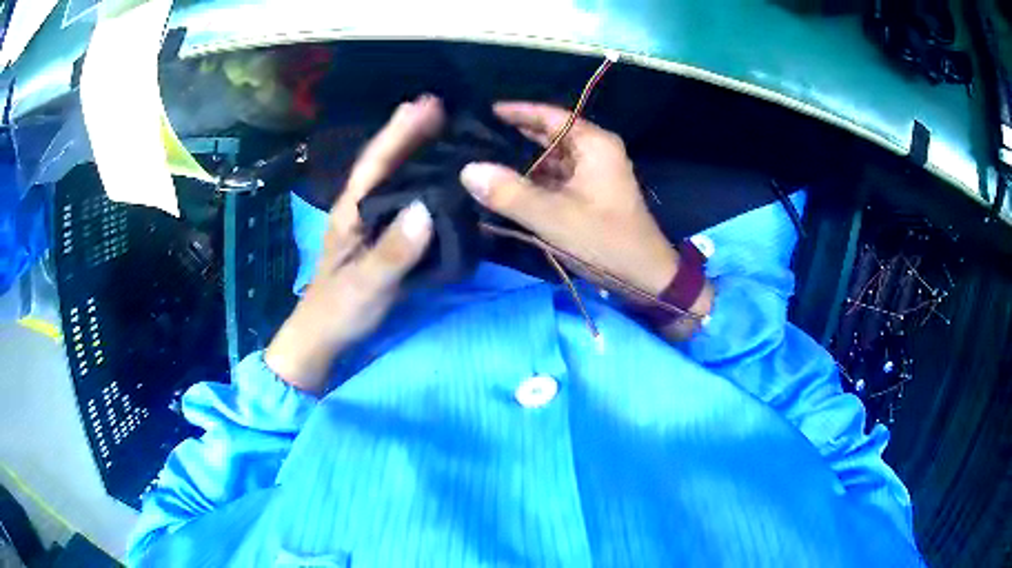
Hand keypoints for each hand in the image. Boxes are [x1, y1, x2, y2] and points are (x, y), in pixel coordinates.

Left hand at [265, 95, 443, 392]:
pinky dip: (418, 179)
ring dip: (414, 150)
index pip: (375, 164)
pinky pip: (402, 199)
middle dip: (409, 132)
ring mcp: (369, 222)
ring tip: (443, 129)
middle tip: (441, 107)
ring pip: (392, 177)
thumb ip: (393, 252)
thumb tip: (427, 209)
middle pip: (384, 162)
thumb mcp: (365, 286)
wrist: (324, 337)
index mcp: (350, 212)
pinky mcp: (379, 236)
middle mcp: (359, 208)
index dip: (399, 132)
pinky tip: (437, 176)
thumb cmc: (339, 311)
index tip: (426, 105)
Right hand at [460, 102, 678, 296]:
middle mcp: (594, 151)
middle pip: (548, 135)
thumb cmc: (605, 241)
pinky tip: (504, 184)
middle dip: (514, 135)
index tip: (484, 111)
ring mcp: (591, 173)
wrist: (644, 277)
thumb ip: (510, 193)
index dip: (517, 111)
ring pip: (549, 158)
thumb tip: (468, 170)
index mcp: (594, 144)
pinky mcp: (587, 194)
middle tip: (474, 137)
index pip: (550, 116)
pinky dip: (531, 180)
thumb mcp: (554, 217)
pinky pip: (554, 178)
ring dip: (520, 160)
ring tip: (481, 159)